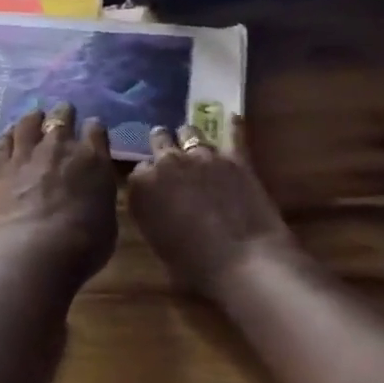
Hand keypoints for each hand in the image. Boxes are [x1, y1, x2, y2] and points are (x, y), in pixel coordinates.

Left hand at [0, 104, 118, 288]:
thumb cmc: (83, 244)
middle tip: (62, 114)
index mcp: (93, 159)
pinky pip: (3, 142)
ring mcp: (26, 154)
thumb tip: (92, 190)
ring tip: (34, 116)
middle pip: (61, 117)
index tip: (92, 129)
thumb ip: (99, 196)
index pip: (96, 130)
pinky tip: (9, 134)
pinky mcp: (0, 166)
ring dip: (33, 118)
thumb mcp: (107, 220)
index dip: (94, 128)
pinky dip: (8, 136)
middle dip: (63, 114)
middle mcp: (59, 147)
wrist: (35, 250)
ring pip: (28, 123)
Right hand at [127, 115, 293, 296]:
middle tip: (170, 159)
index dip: (147, 177)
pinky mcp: (235, 157)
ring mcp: (202, 155)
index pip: (138, 169)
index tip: (153, 187)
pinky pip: (234, 134)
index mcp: (141, 185)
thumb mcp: (156, 241)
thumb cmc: (194, 265)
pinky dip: (233, 126)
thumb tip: (154, 201)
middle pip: (158, 140)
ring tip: (194, 145)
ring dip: (189, 138)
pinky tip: (233, 117)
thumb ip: (150, 211)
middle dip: (162, 146)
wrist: (245, 262)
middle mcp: (166, 162)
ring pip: (189, 131)